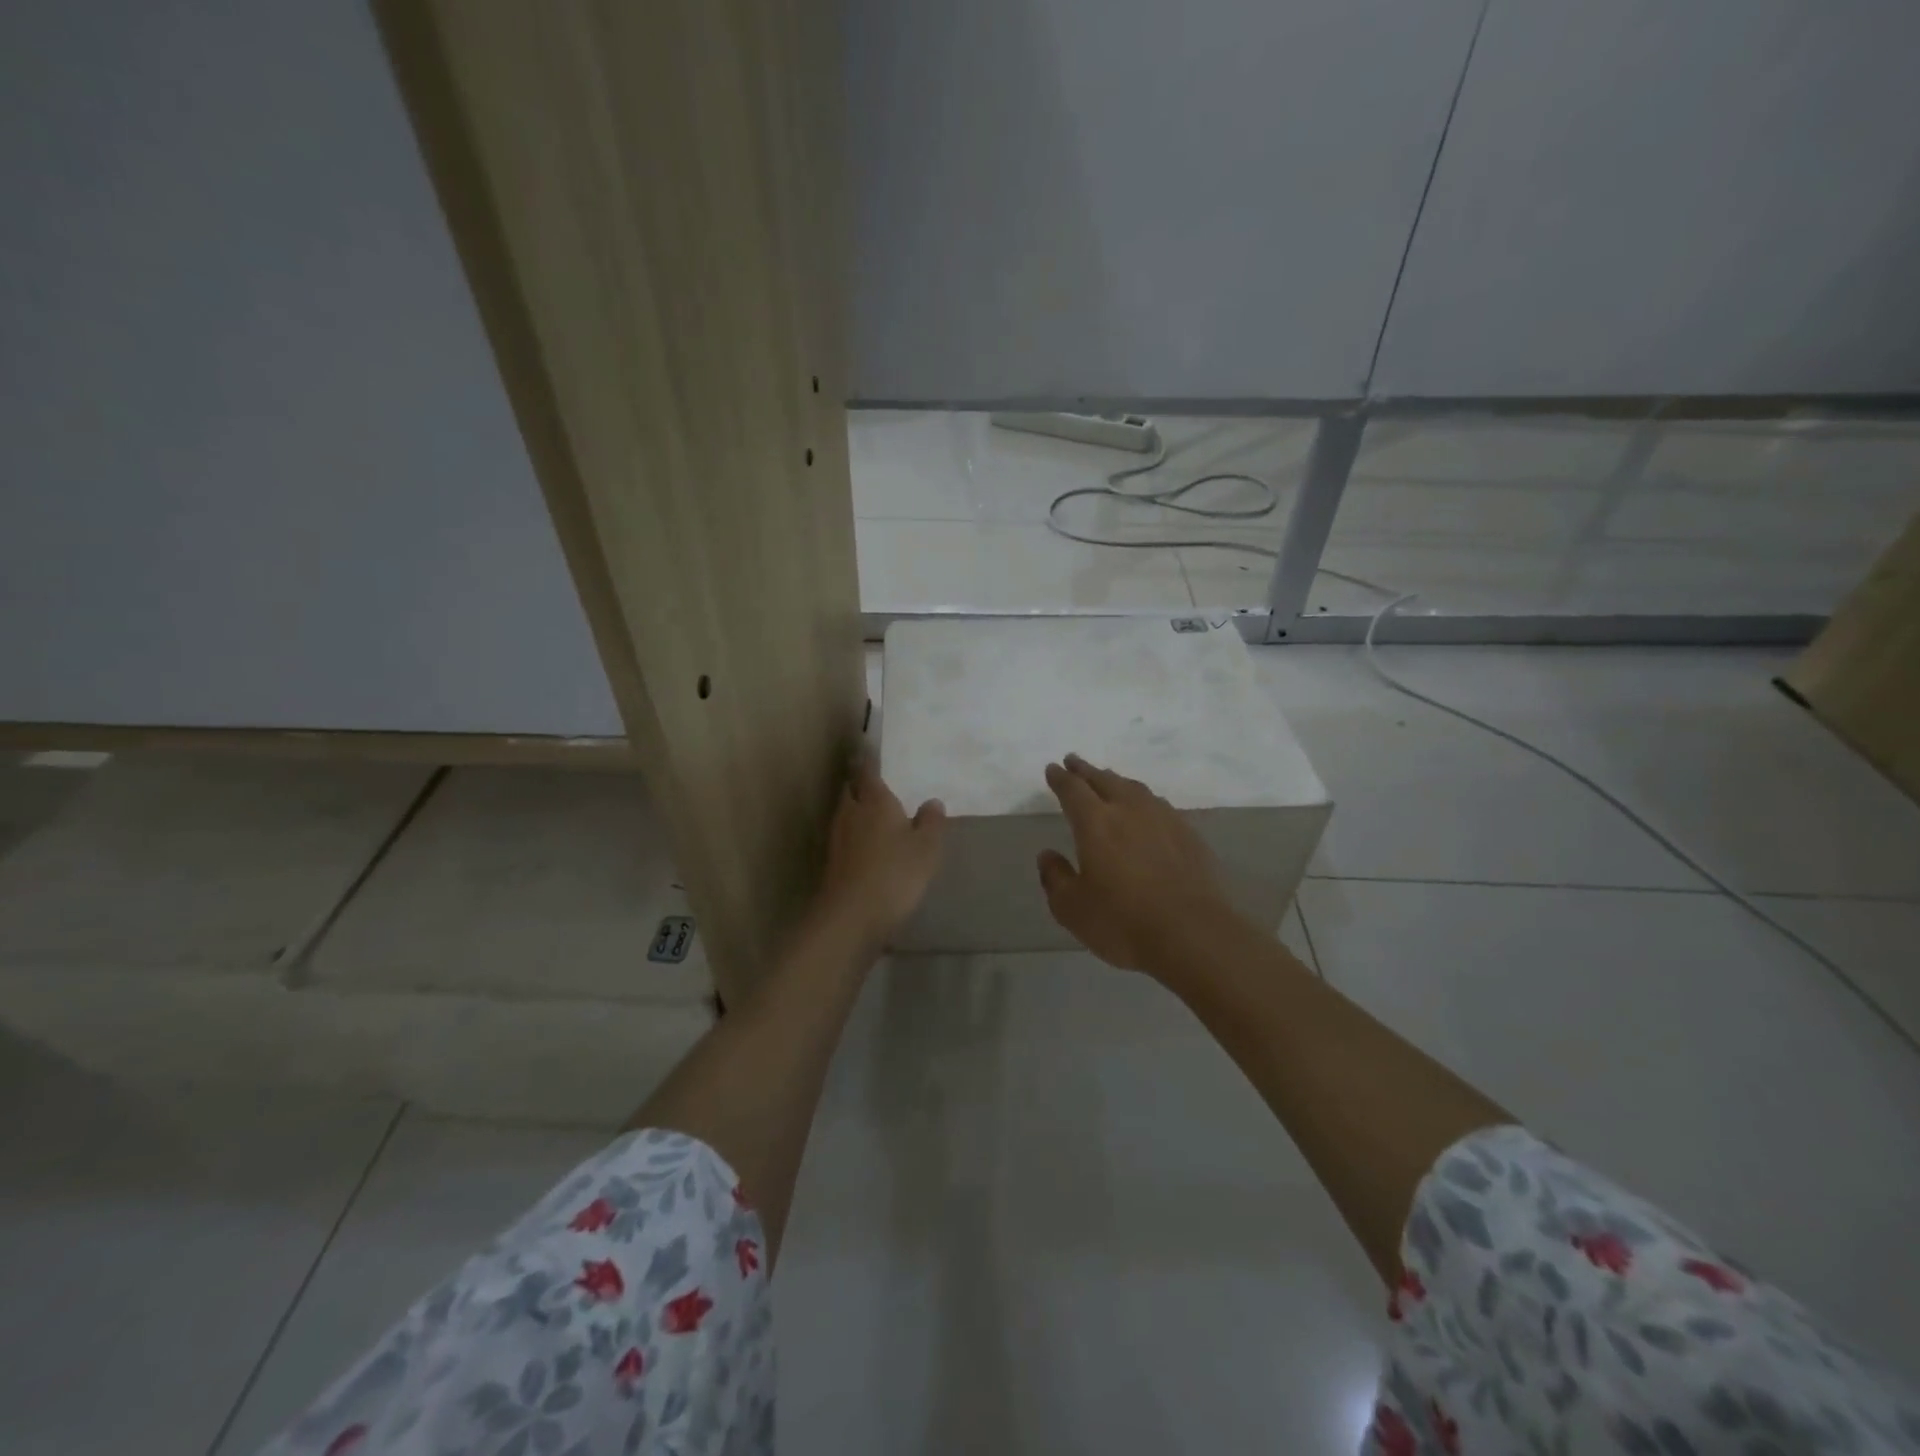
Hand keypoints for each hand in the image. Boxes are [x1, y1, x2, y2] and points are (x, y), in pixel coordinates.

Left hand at [819, 755, 945, 946]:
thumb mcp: (926, 847)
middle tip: (875, 782)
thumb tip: (932, 802)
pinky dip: (856, 835)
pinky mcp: (833, 863)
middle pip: (852, 791)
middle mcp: (851, 813)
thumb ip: (931, 822)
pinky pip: (846, 838)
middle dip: (860, 784)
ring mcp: (838, 839)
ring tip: (875, 812)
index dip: (867, 760)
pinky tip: (869, 846)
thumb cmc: (894, 873)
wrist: (851, 916)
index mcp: (874, 801)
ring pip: (847, 814)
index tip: (868, 748)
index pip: (867, 771)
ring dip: (857, 810)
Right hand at [1038, 754, 1240, 974]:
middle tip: (1074, 762)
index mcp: (1095, 823)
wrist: (1194, 934)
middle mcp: (1129, 810)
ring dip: (1116, 781)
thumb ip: (1055, 878)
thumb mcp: (1073, 908)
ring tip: (1108, 780)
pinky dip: (1143, 800)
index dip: (1060, 778)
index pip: (1073, 790)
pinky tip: (1145, 810)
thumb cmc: (1123, 922)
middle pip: (1104, 780)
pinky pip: (1158, 805)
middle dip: (1086, 770)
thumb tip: (1047, 855)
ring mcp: (1163, 819)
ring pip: (1134, 788)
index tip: (1054, 769)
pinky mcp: (1188, 834)